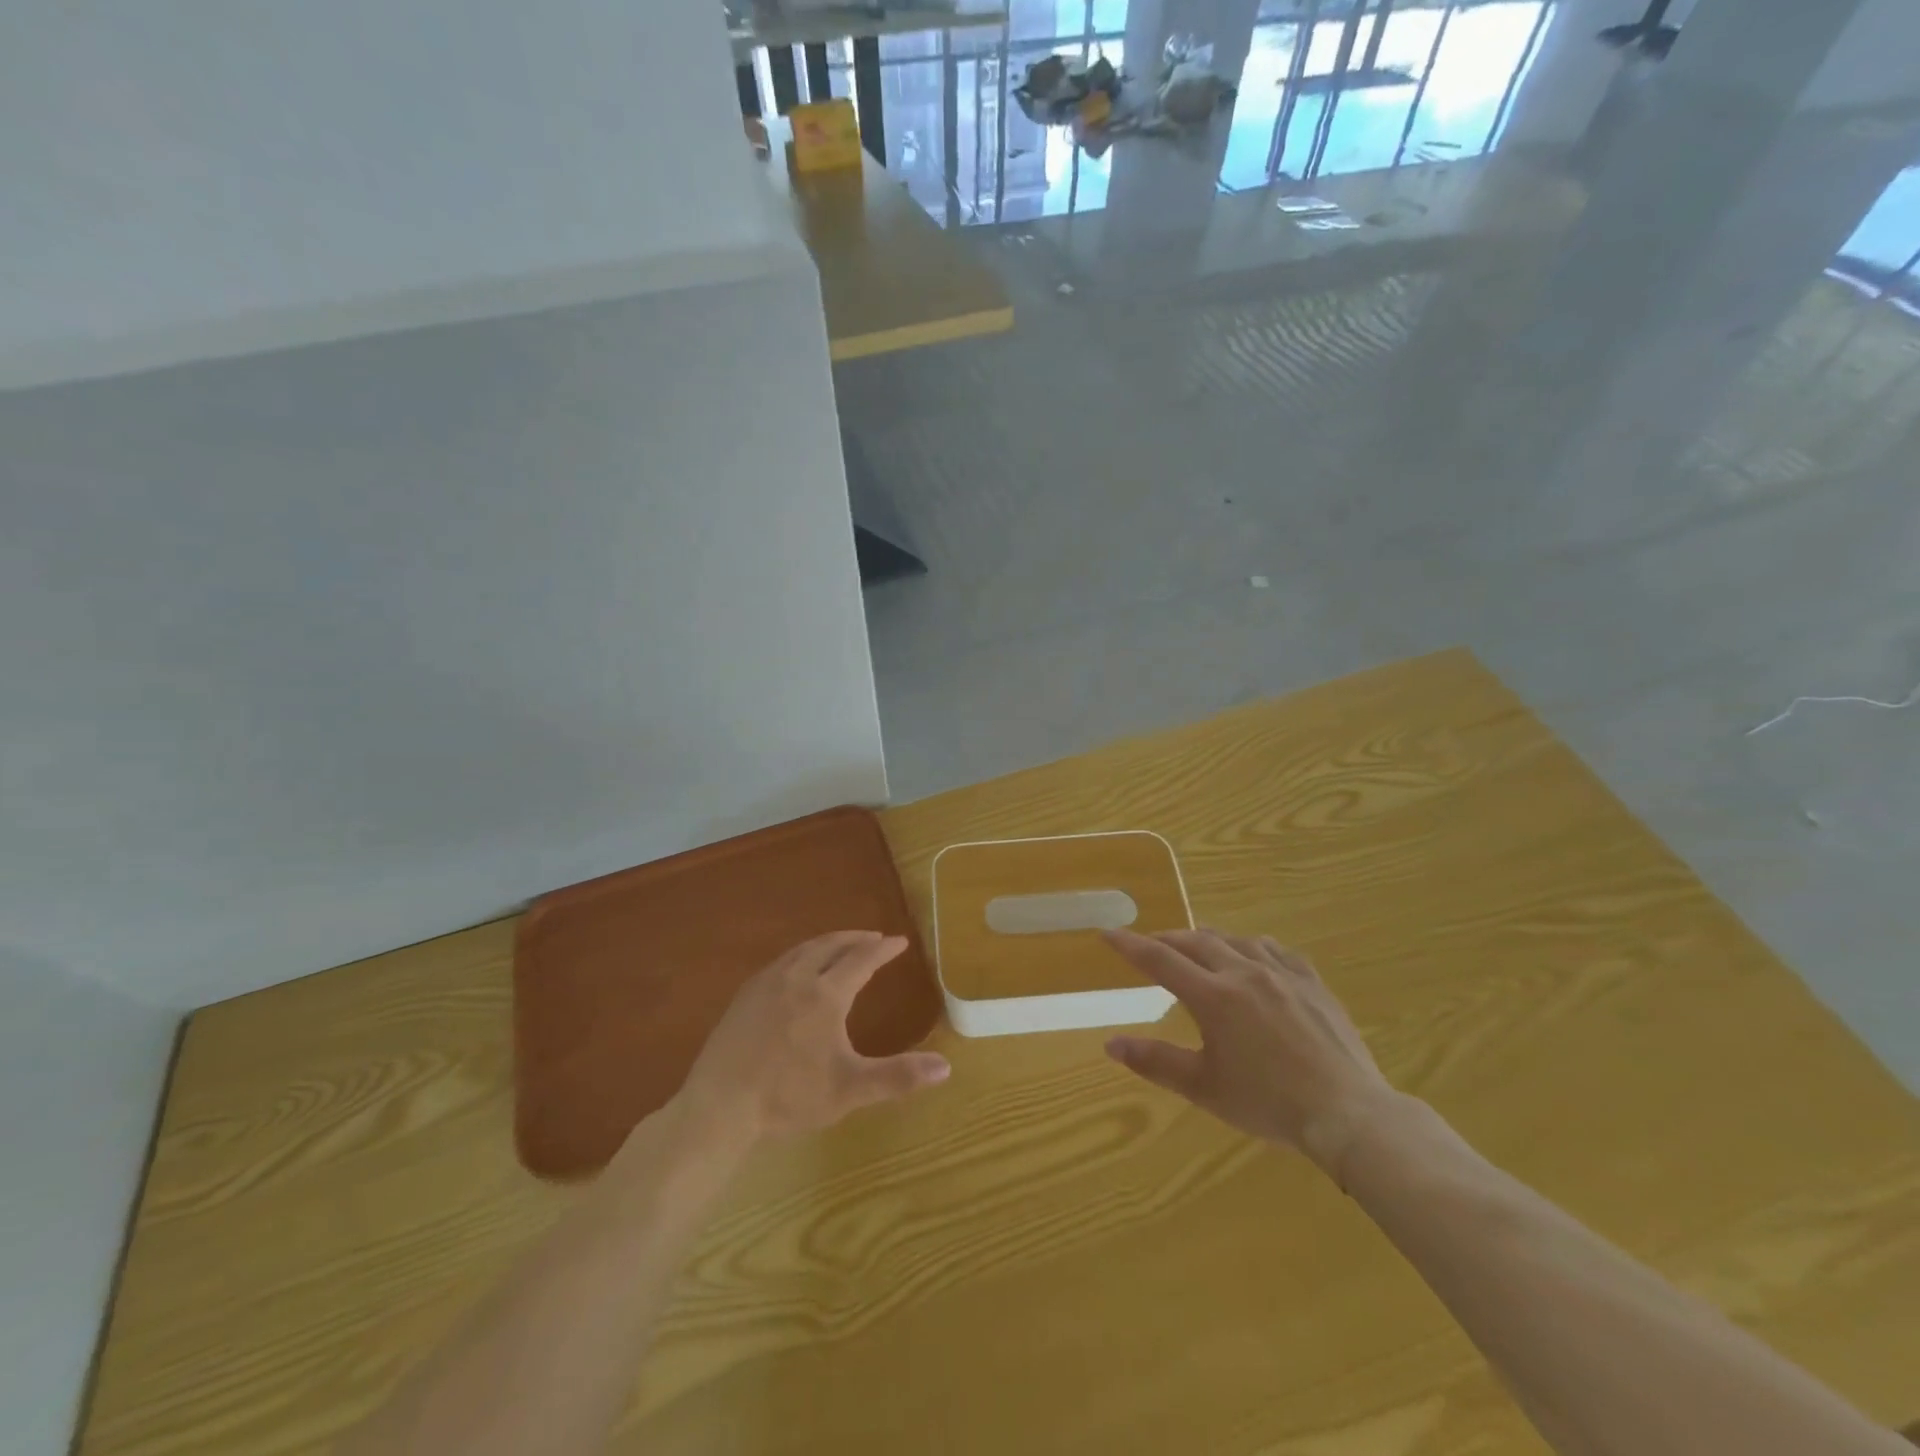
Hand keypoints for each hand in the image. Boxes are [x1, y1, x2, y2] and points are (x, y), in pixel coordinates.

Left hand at [676, 931, 950, 1144]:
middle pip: (832, 945)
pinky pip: (782, 961)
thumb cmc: (788, 1097)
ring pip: (804, 949)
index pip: (862, 959)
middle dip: (856, 938)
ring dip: (828, 942)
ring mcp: (767, 983)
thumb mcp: (849, 1090)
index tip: (900, 941)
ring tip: (841, 945)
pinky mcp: (745, 994)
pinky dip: (802, 954)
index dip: (883, 949)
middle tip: (874, 937)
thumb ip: (897, 1077)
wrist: (720, 1105)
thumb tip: (945, 1067)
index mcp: (826, 995)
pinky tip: (799, 969)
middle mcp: (798, 978)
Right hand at [1102, 929, 1397, 1179]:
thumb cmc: (1268, 1103)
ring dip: (1208, 940)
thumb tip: (1111, 1044)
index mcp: (1213, 996)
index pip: (1159, 960)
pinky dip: (1251, 946)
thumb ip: (1155, 1061)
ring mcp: (1281, 973)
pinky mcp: (1311, 981)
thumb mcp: (1203, 1087)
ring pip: (1235, 940)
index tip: (1107, 933)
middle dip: (1167, 940)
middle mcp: (1243, 972)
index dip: (1129, 945)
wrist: (1347, 1112)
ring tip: (1197, 947)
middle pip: (1195, 941)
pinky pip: (1275, 949)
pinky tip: (1253, 955)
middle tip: (1150, 946)